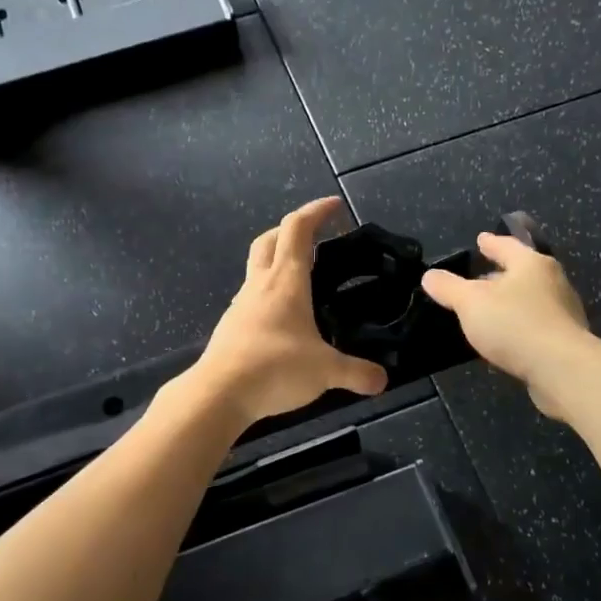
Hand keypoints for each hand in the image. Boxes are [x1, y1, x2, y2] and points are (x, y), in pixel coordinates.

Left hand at [190, 197, 389, 426]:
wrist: (218, 394)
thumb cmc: (274, 368)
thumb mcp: (326, 371)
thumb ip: (357, 373)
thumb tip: (382, 380)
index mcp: (285, 280)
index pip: (298, 229)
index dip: (316, 211)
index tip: (335, 205)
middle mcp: (260, 284)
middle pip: (270, 239)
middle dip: (292, 229)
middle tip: (315, 237)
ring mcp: (242, 305)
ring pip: (257, 267)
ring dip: (277, 260)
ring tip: (303, 279)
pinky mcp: (232, 327)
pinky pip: (252, 297)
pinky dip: (268, 294)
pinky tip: (283, 318)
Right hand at [421, 232, 593, 421]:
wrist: (561, 369)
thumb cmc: (514, 324)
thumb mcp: (470, 302)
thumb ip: (449, 287)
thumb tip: (430, 275)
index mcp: (531, 264)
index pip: (507, 246)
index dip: (490, 243)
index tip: (481, 239)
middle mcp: (552, 282)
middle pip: (522, 271)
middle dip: (500, 274)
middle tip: (479, 277)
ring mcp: (563, 312)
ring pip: (530, 299)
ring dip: (510, 302)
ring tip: (489, 310)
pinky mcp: (565, 340)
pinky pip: (535, 324)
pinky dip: (519, 325)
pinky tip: (505, 338)